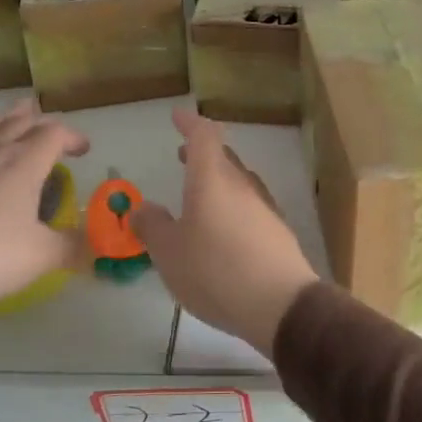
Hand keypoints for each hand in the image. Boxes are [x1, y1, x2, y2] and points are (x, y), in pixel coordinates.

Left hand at [0, 98, 90, 311]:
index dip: (72, 137)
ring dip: (7, 119)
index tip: (84, 151)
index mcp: (23, 163)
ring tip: (16, 118)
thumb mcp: (39, 257)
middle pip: (19, 121)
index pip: (53, 134)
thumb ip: (72, 248)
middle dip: (40, 121)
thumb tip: (96, 249)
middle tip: (51, 129)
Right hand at [133, 108, 317, 355]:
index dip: (190, 124)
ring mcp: (264, 207)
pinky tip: (223, 229)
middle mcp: (241, 185)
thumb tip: (141, 208)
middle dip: (202, 152)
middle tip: (182, 155)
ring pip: (238, 181)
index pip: (203, 136)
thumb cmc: (216, 271)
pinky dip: (232, 205)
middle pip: (223, 157)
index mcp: (212, 180)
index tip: (177, 116)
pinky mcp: (277, 231)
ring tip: (199, 192)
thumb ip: (152, 227)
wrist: (281, 304)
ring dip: (218, 179)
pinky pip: (249, 206)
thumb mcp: (170, 253)